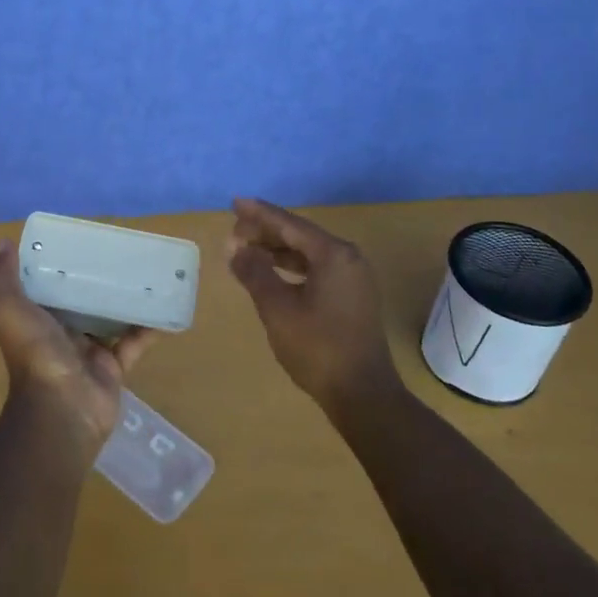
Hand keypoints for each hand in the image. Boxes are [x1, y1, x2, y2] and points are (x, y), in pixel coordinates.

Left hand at [0, 240, 156, 455]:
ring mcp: (89, 352)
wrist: (60, 407)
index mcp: (37, 318)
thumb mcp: (9, 309)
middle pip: (83, 301)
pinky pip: (135, 344)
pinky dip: (150, 328)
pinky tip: (166, 308)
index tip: (80, 239)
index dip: (61, 265)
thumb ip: (4, 278)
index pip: (49, 286)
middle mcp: (62, 333)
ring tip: (147, 272)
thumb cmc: (34, 353)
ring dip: (126, 300)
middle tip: (121, 251)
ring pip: (111, 319)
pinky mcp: (114, 367)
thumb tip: (4, 243)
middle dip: (98, 279)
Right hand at [226, 197, 401, 415]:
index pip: (289, 224)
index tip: (235, 203)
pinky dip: (292, 267)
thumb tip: (236, 248)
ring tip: (247, 250)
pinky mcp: (352, 297)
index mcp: (333, 254)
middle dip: (266, 232)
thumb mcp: (277, 309)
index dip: (259, 213)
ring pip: (308, 253)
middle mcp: (348, 258)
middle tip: (234, 231)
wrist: (363, 393)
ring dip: (277, 250)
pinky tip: (273, 273)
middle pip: (300, 235)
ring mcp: (353, 278)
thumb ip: (255, 273)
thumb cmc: (317, 348)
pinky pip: (317, 269)